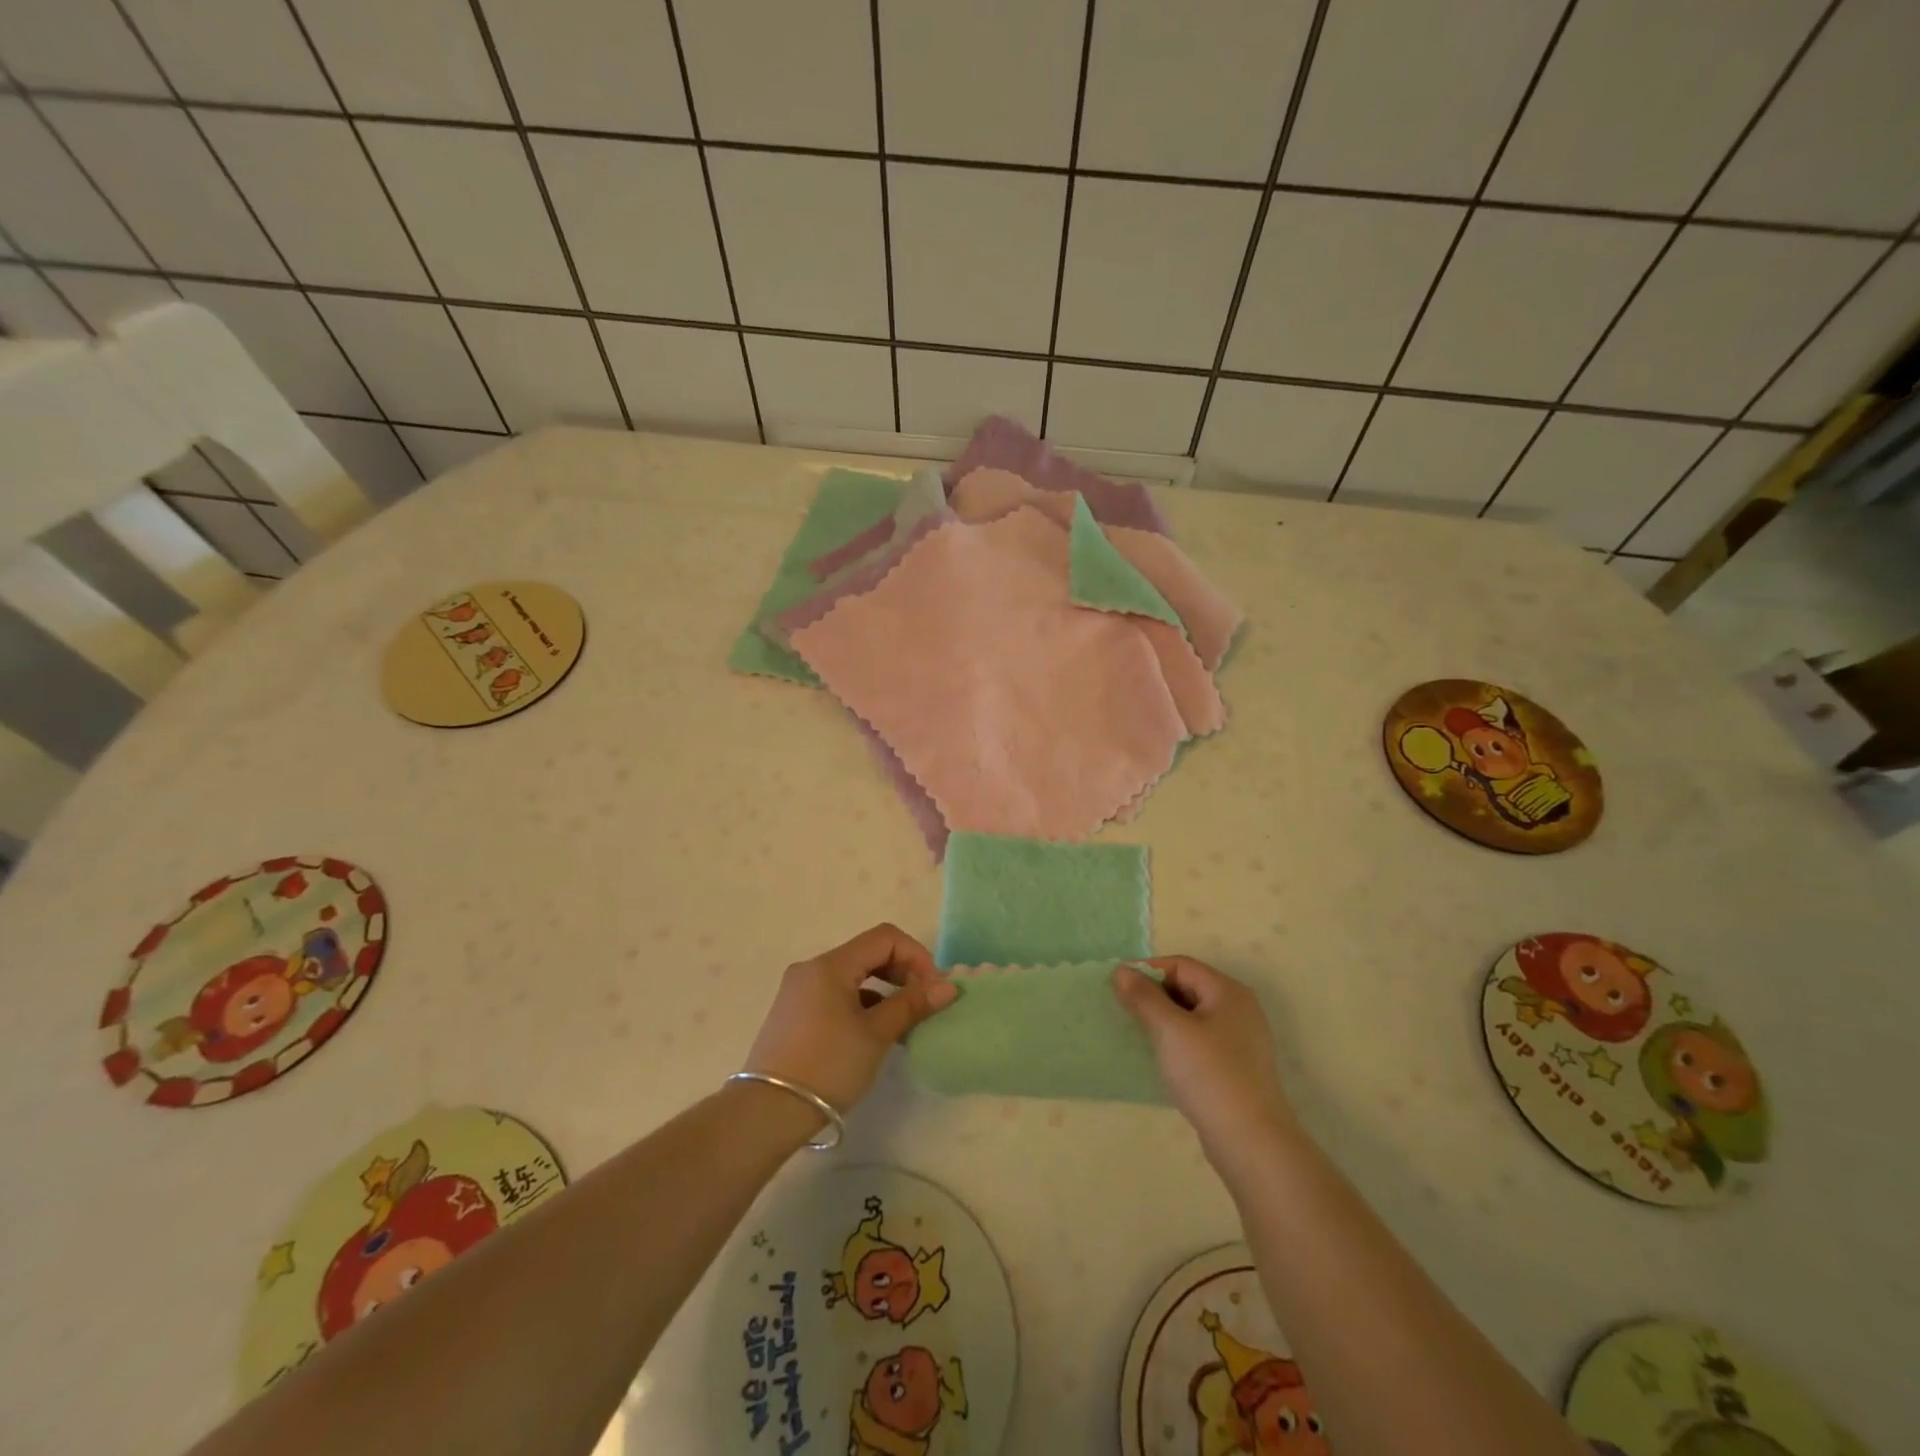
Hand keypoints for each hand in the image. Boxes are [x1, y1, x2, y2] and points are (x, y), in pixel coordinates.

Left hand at [744, 924, 956, 1115]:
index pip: (884, 938)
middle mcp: (812, 969)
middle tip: (924, 1002)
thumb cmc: (828, 1066)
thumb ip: (911, 1004)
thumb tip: (948, 986)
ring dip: (884, 990)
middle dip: (902, 971)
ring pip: (853, 975)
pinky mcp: (795, 1013)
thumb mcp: (876, 1035)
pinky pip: (837, 994)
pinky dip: (862, 1004)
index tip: (934, 988)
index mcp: (830, 965)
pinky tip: (877, 1032)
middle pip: (868, 953)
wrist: (768, 1113)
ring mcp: (800, 990)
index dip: (916, 956)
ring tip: (905, 1022)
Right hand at [1114, 957, 1292, 1153]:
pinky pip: (1200, 1040)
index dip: (1147, 971)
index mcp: (1227, 991)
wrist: (1251, 1141)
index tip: (1118, 989)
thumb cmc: (1209, 1074)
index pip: (1181, 965)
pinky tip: (1163, 1059)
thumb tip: (1121, 970)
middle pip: (1188, 987)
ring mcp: (1241, 1040)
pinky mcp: (1237, 1067)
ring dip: (1164, 1020)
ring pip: (1193, 1016)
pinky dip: (1178, 1042)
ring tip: (1139, 1034)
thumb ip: (1143, 997)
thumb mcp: (1170, 1030)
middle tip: (1125, 1012)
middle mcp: (1239, 1009)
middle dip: (1154, 995)